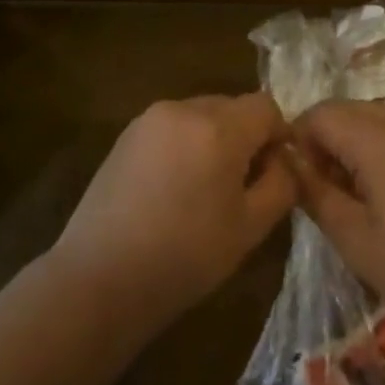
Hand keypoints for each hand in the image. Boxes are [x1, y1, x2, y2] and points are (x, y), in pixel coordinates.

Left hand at [53, 94, 296, 331]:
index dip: (280, 136)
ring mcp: (148, 120)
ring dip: (214, 141)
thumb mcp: (250, 227)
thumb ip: (281, 184)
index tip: (276, 174)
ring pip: (200, 116)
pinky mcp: (124, 137)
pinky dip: (184, 146)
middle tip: (243, 186)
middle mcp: (182, 109)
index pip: (266, 107)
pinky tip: (174, 190)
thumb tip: (284, 160)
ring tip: (206, 190)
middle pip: (232, 107)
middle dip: (246, 137)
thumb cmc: (185, 256)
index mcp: (218, 127)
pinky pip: (171, 129)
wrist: (100, 278)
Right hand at [291, 102, 384, 326]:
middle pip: (347, 110)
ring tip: (359, 192)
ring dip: (355, 143)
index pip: (319, 114)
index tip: (301, 180)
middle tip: (327, 189)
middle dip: (326, 141)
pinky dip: (384, 146)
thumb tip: (288, 163)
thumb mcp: (354, 239)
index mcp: (379, 139)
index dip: (299, 141)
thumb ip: (314, 193)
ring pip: (375, 117)